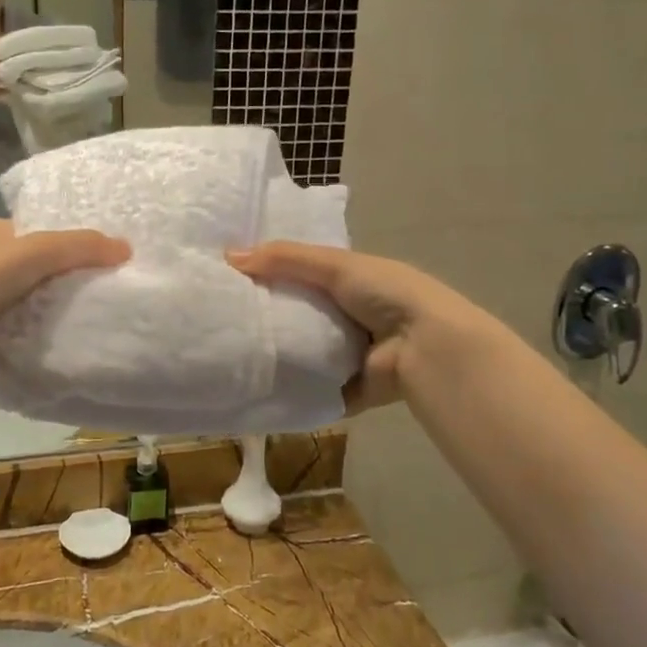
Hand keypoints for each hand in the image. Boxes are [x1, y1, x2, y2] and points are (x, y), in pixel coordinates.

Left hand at [0, 220, 129, 367]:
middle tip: (103, 293)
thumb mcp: (35, 253)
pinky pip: (12, 324)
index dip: (73, 243)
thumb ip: (79, 247)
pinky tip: (52, 341)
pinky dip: (31, 330)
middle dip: (63, 277)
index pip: (42, 232)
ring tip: (87, 319)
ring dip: (48, 306)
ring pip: (24, 296)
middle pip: (35, 265)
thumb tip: (127, 247)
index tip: (105, 262)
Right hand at [229, 242, 485, 411]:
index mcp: (350, 282)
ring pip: (300, 353)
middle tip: (220, 317)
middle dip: (266, 316)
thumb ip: (285, 259)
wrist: (426, 347)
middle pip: (297, 315)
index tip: (230, 277)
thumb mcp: (334, 265)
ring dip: (274, 353)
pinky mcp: (344, 389)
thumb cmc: (385, 294)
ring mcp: (346, 355)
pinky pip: (309, 389)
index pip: (301, 276)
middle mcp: (347, 317)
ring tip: (227, 351)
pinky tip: (250, 386)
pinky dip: (287, 389)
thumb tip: (229, 256)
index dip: (269, 274)